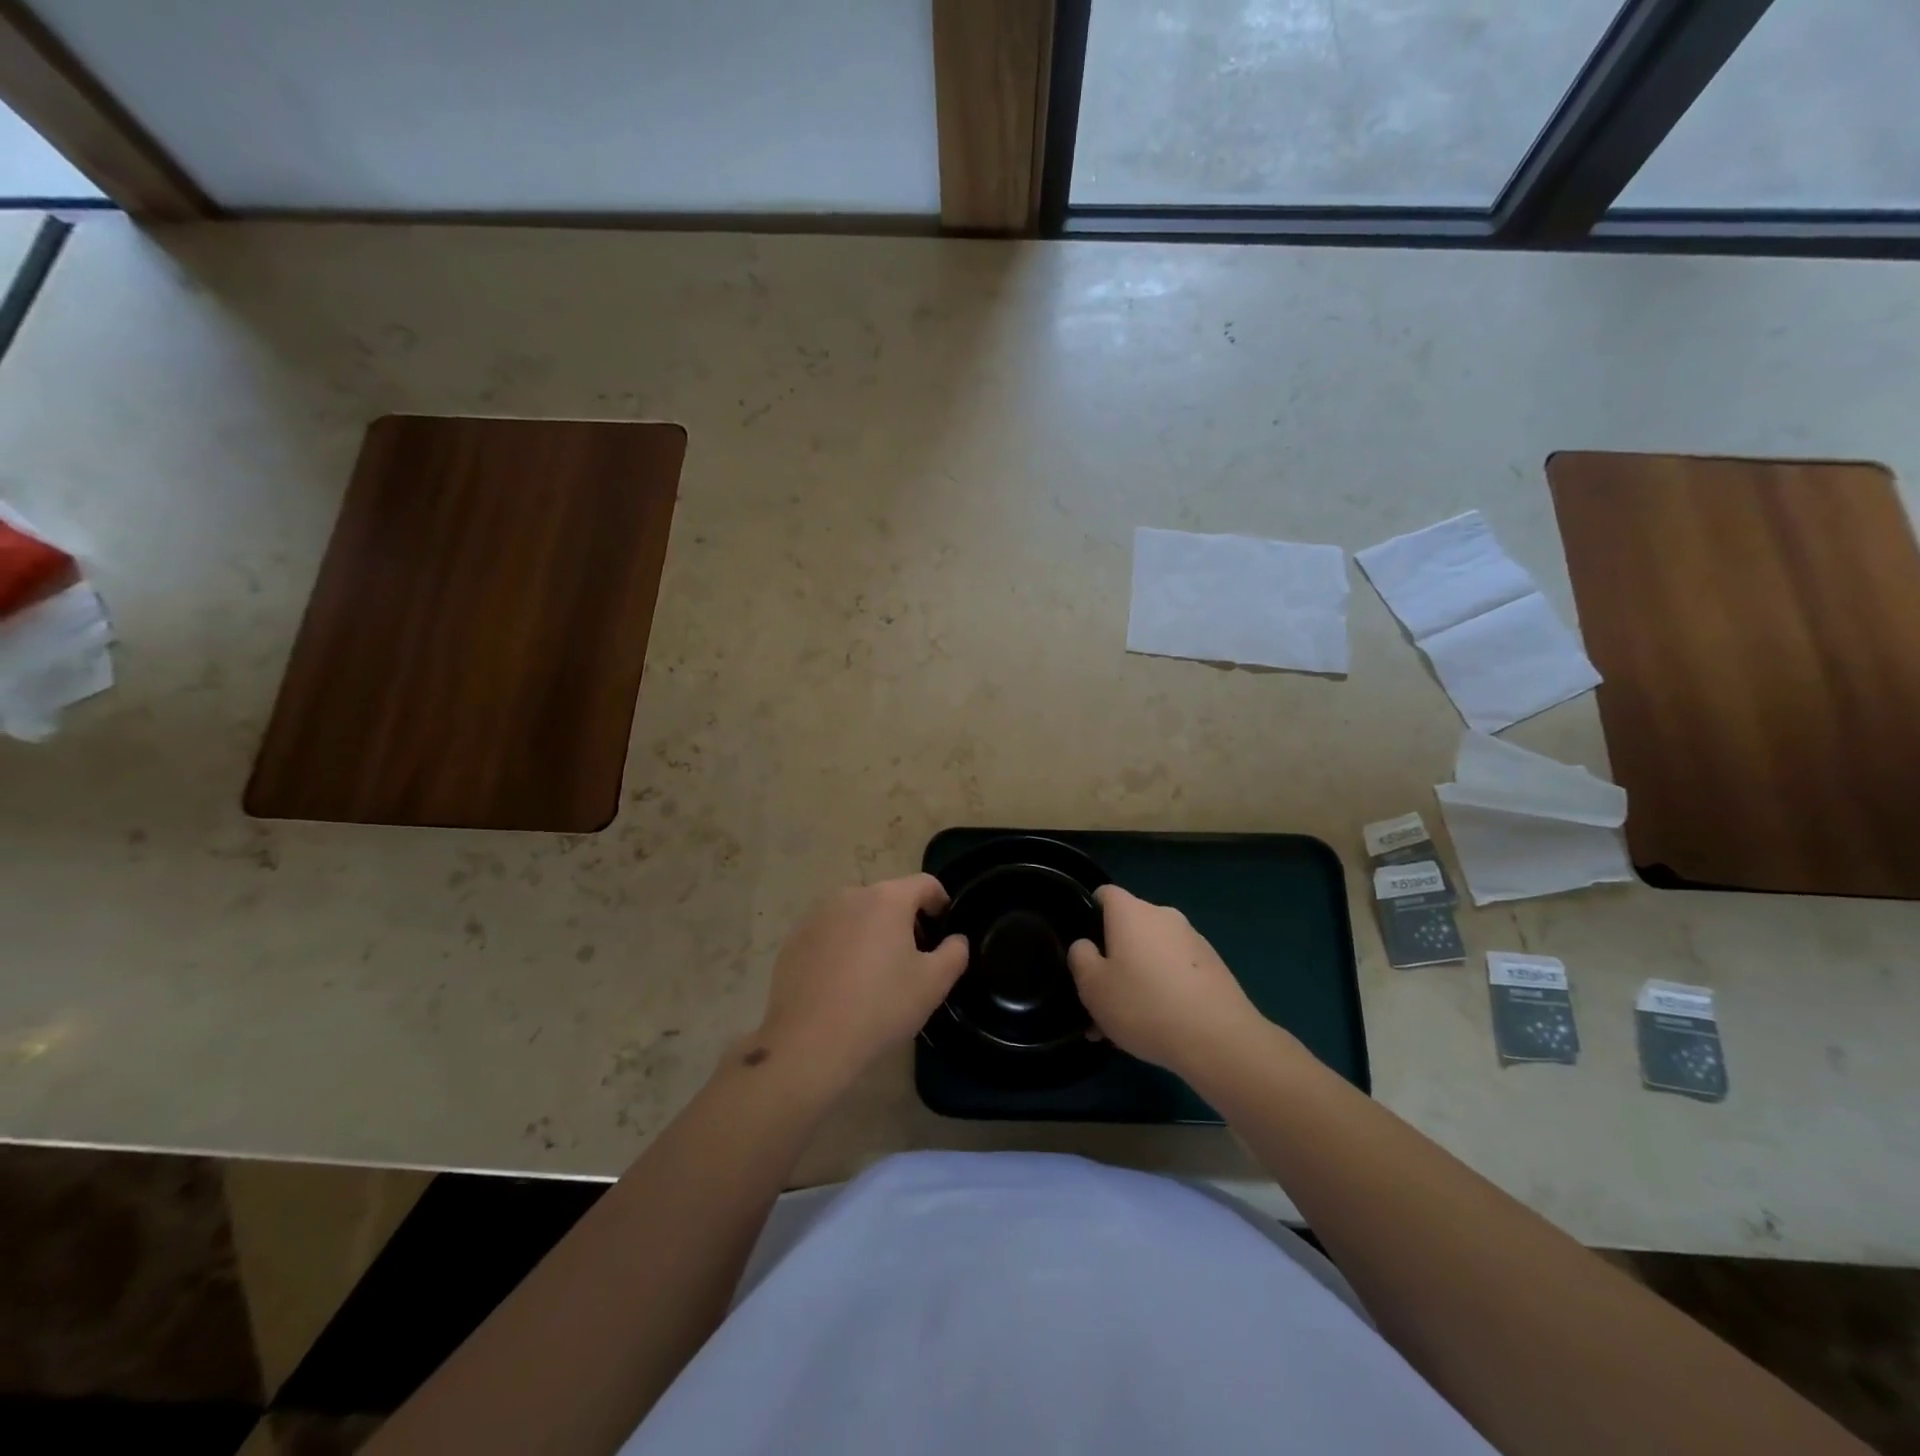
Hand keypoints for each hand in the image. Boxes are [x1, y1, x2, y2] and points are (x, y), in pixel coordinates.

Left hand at [753, 874, 968, 1085]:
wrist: (808, 1043)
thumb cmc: (879, 1007)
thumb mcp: (933, 984)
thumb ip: (954, 953)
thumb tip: (955, 939)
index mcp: (887, 898)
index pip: (925, 884)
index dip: (941, 903)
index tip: (944, 932)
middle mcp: (850, 895)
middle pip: (889, 898)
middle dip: (905, 921)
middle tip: (912, 960)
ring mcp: (817, 915)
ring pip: (857, 915)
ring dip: (872, 933)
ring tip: (875, 974)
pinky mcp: (794, 939)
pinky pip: (830, 933)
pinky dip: (842, 947)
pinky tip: (842, 984)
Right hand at [1067, 885, 1261, 1074]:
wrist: (1219, 1040)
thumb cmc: (1144, 1004)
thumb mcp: (1093, 986)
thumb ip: (1080, 958)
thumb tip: (1087, 945)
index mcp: (1132, 912)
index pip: (1104, 894)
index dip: (1088, 913)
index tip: (1083, 947)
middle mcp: (1164, 916)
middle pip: (1128, 929)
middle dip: (1112, 960)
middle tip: (1099, 1001)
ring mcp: (1193, 940)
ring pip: (1151, 955)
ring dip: (1135, 980)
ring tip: (1124, 1026)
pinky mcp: (1214, 967)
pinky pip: (1175, 972)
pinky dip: (1162, 991)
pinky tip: (1156, 1028)